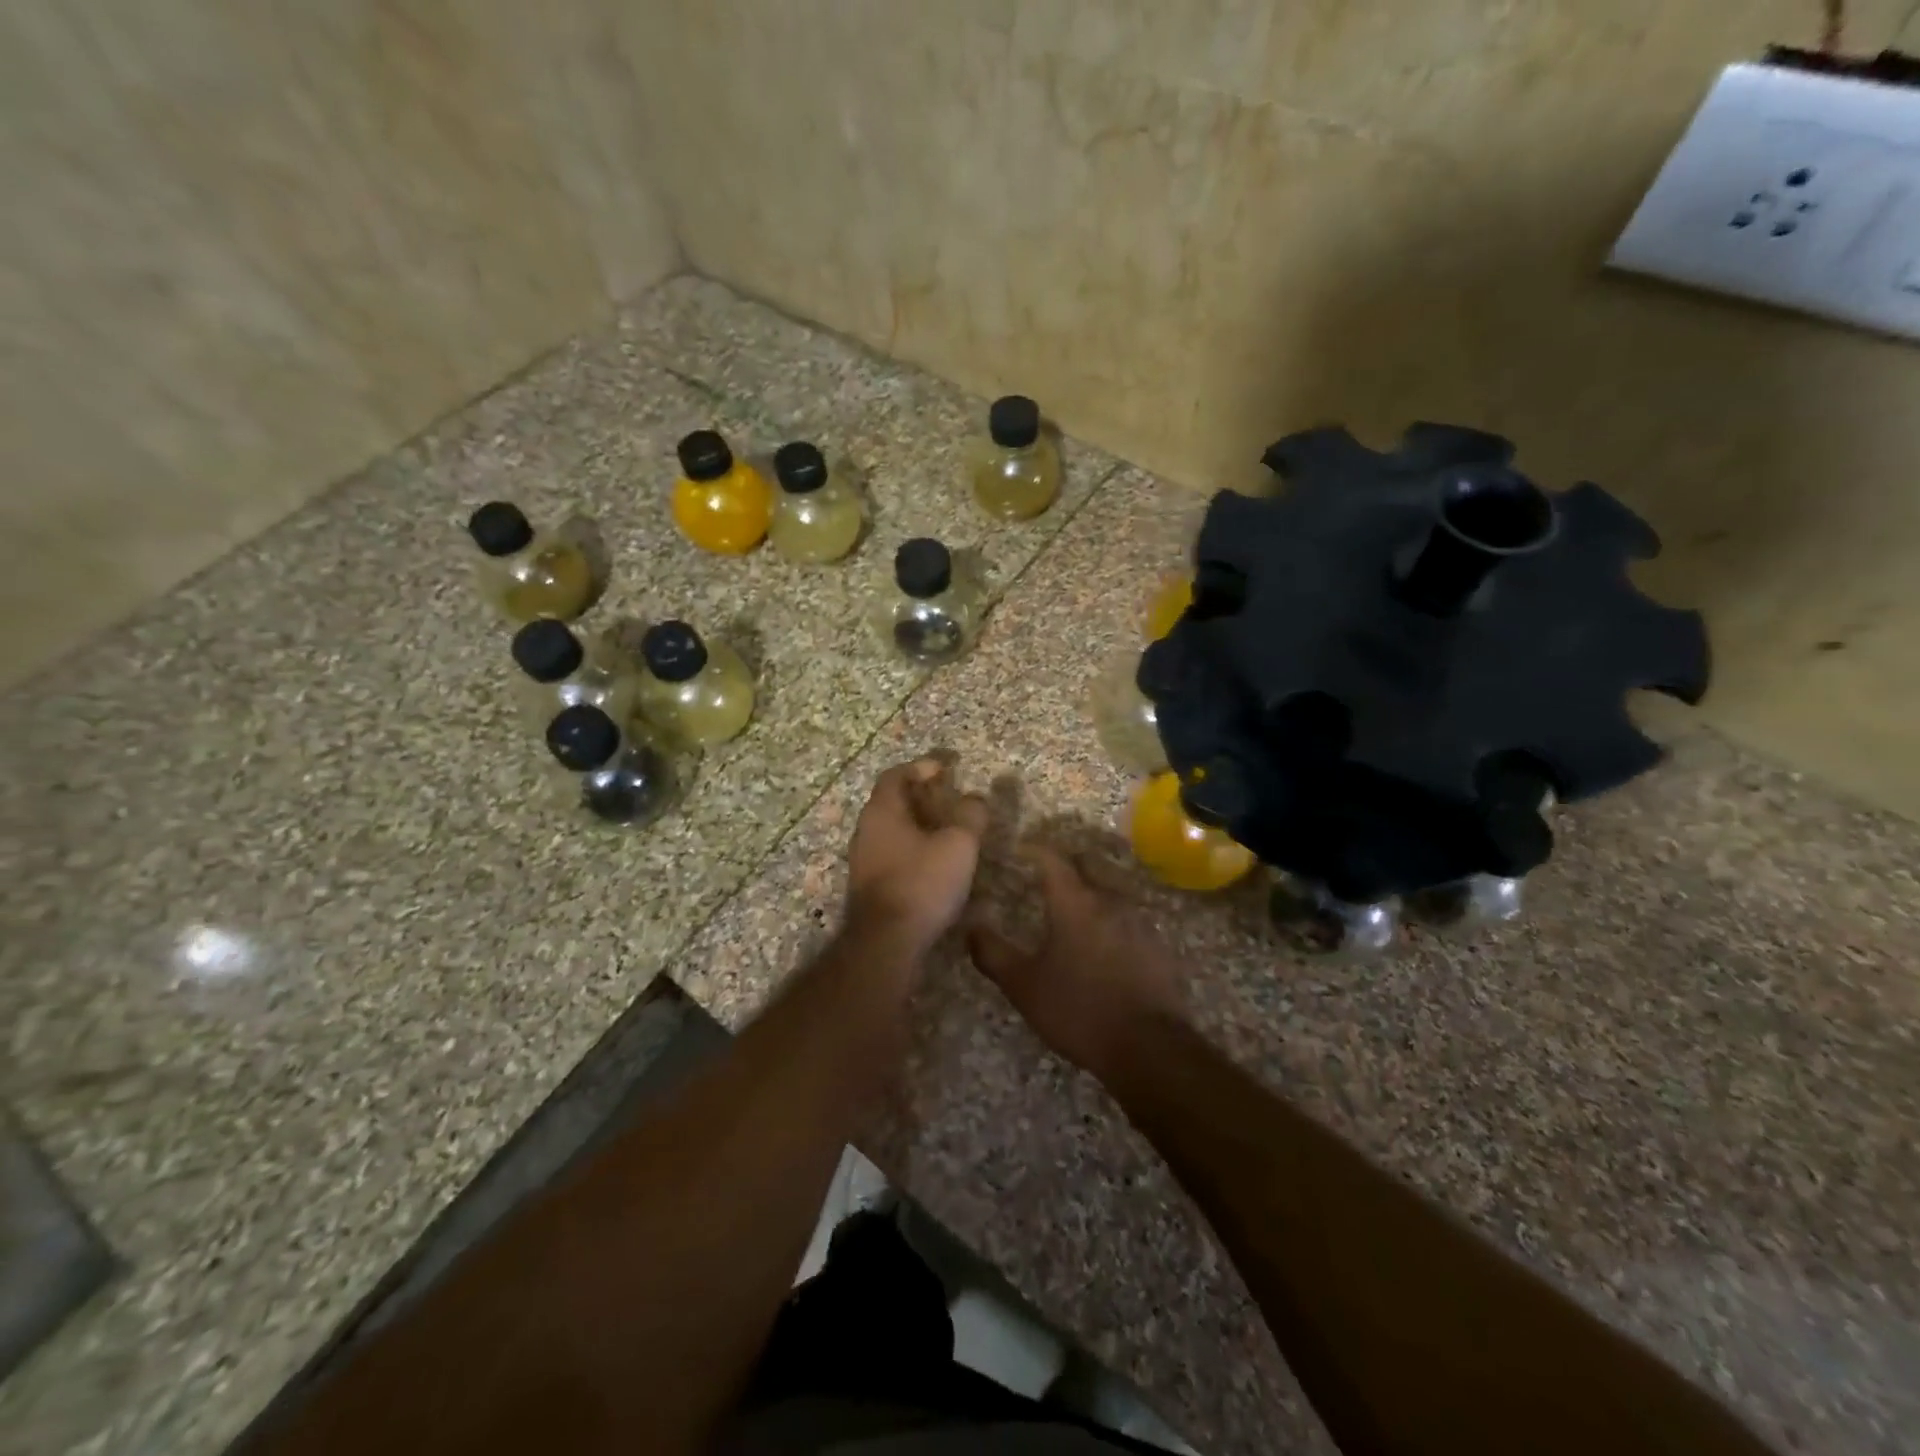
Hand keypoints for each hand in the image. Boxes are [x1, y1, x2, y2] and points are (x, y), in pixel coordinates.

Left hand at [845, 759, 988, 952]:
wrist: (886, 942)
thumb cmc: (922, 883)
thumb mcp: (958, 844)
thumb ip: (970, 815)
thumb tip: (974, 798)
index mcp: (882, 811)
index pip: (895, 775)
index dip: (919, 767)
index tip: (944, 769)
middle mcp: (866, 830)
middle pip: (892, 802)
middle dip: (921, 797)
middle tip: (949, 800)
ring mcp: (864, 860)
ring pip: (892, 830)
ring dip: (918, 825)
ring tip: (948, 832)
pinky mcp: (869, 886)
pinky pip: (892, 854)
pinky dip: (913, 849)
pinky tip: (935, 864)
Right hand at [967, 847, 1185, 1079]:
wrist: (1150, 1047)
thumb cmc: (1078, 1010)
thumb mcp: (1024, 986)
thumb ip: (994, 954)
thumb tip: (970, 927)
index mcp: (1074, 902)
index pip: (1052, 859)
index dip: (1033, 849)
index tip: (1018, 849)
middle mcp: (1109, 901)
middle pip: (1086, 867)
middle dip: (1064, 866)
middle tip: (1042, 876)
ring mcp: (1138, 922)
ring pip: (1109, 892)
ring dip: (1089, 893)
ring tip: (1070, 911)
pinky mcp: (1157, 946)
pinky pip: (1128, 919)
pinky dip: (1110, 920)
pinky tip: (1102, 944)